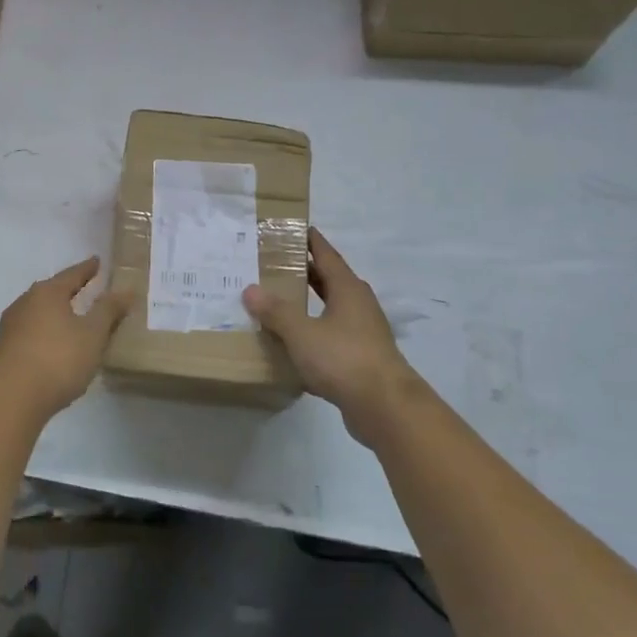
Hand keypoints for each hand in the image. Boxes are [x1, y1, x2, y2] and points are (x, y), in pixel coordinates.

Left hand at [0, 257, 130, 419]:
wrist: (12, 398)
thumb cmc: (58, 359)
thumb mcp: (92, 335)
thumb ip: (109, 311)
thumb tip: (126, 290)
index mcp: (47, 293)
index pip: (72, 274)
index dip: (87, 269)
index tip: (97, 261)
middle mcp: (25, 302)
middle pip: (51, 291)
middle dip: (68, 290)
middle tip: (85, 287)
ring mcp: (10, 326)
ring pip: (38, 311)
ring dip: (55, 312)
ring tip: (71, 317)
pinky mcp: (4, 349)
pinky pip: (30, 331)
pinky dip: (45, 331)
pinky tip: (53, 344)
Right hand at [243, 228, 425, 445]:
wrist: (385, 407)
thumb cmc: (344, 358)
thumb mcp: (302, 333)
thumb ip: (276, 312)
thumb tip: (251, 290)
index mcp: (348, 289)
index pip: (327, 255)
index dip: (310, 241)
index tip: (292, 229)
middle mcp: (358, 305)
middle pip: (329, 280)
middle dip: (305, 272)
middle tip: (274, 265)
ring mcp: (363, 333)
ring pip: (331, 310)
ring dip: (308, 304)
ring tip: (278, 302)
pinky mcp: (361, 358)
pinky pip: (332, 336)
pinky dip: (313, 333)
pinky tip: (293, 343)